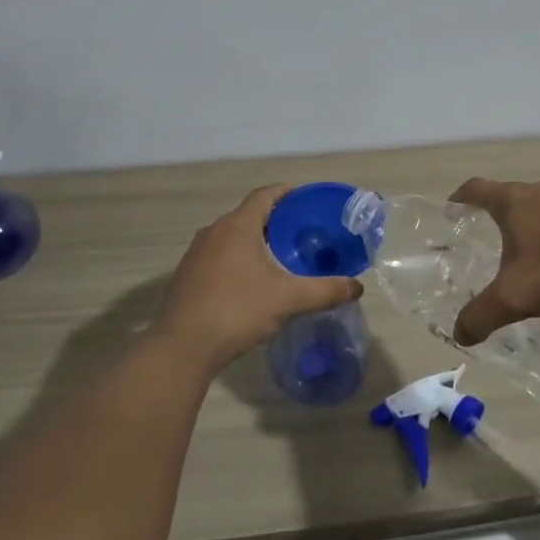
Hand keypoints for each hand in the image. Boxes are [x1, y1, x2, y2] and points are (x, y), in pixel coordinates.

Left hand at [156, 184, 362, 370]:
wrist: (182, 346)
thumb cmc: (237, 310)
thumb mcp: (288, 300)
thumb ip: (325, 291)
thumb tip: (357, 287)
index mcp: (238, 226)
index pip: (265, 195)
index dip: (287, 193)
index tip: (306, 200)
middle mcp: (214, 231)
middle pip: (249, 214)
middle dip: (275, 220)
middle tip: (301, 233)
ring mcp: (196, 252)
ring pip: (232, 236)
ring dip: (254, 240)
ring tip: (279, 257)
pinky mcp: (187, 274)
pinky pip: (218, 254)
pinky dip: (237, 258)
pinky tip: (250, 282)